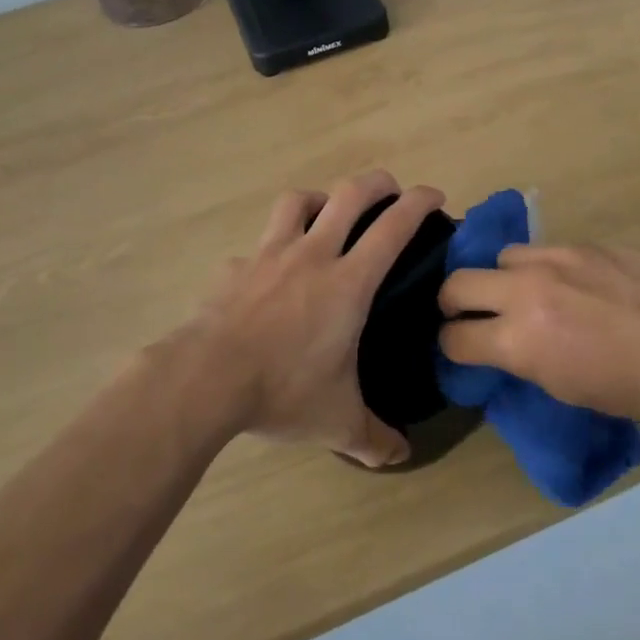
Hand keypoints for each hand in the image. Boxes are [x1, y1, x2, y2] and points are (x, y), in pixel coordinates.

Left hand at [167, 171, 445, 467]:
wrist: (206, 379)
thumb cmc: (283, 391)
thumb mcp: (337, 422)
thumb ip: (373, 439)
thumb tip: (400, 457)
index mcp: (348, 282)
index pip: (393, 227)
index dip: (419, 203)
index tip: (434, 196)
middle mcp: (312, 255)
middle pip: (349, 194)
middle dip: (377, 183)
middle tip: (390, 190)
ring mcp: (269, 255)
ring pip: (298, 201)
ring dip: (320, 199)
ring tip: (327, 214)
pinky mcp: (235, 267)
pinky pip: (258, 244)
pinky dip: (271, 248)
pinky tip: (269, 272)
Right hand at [437, 244, 639, 424]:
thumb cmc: (636, 386)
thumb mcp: (566, 389)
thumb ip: (523, 360)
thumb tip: (503, 347)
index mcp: (520, 339)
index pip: (455, 337)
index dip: (450, 346)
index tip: (458, 349)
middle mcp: (525, 290)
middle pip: (457, 283)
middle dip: (452, 302)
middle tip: (467, 315)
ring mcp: (554, 259)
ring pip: (500, 258)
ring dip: (501, 279)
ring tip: (524, 294)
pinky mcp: (582, 244)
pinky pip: (542, 250)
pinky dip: (540, 268)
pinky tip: (568, 285)